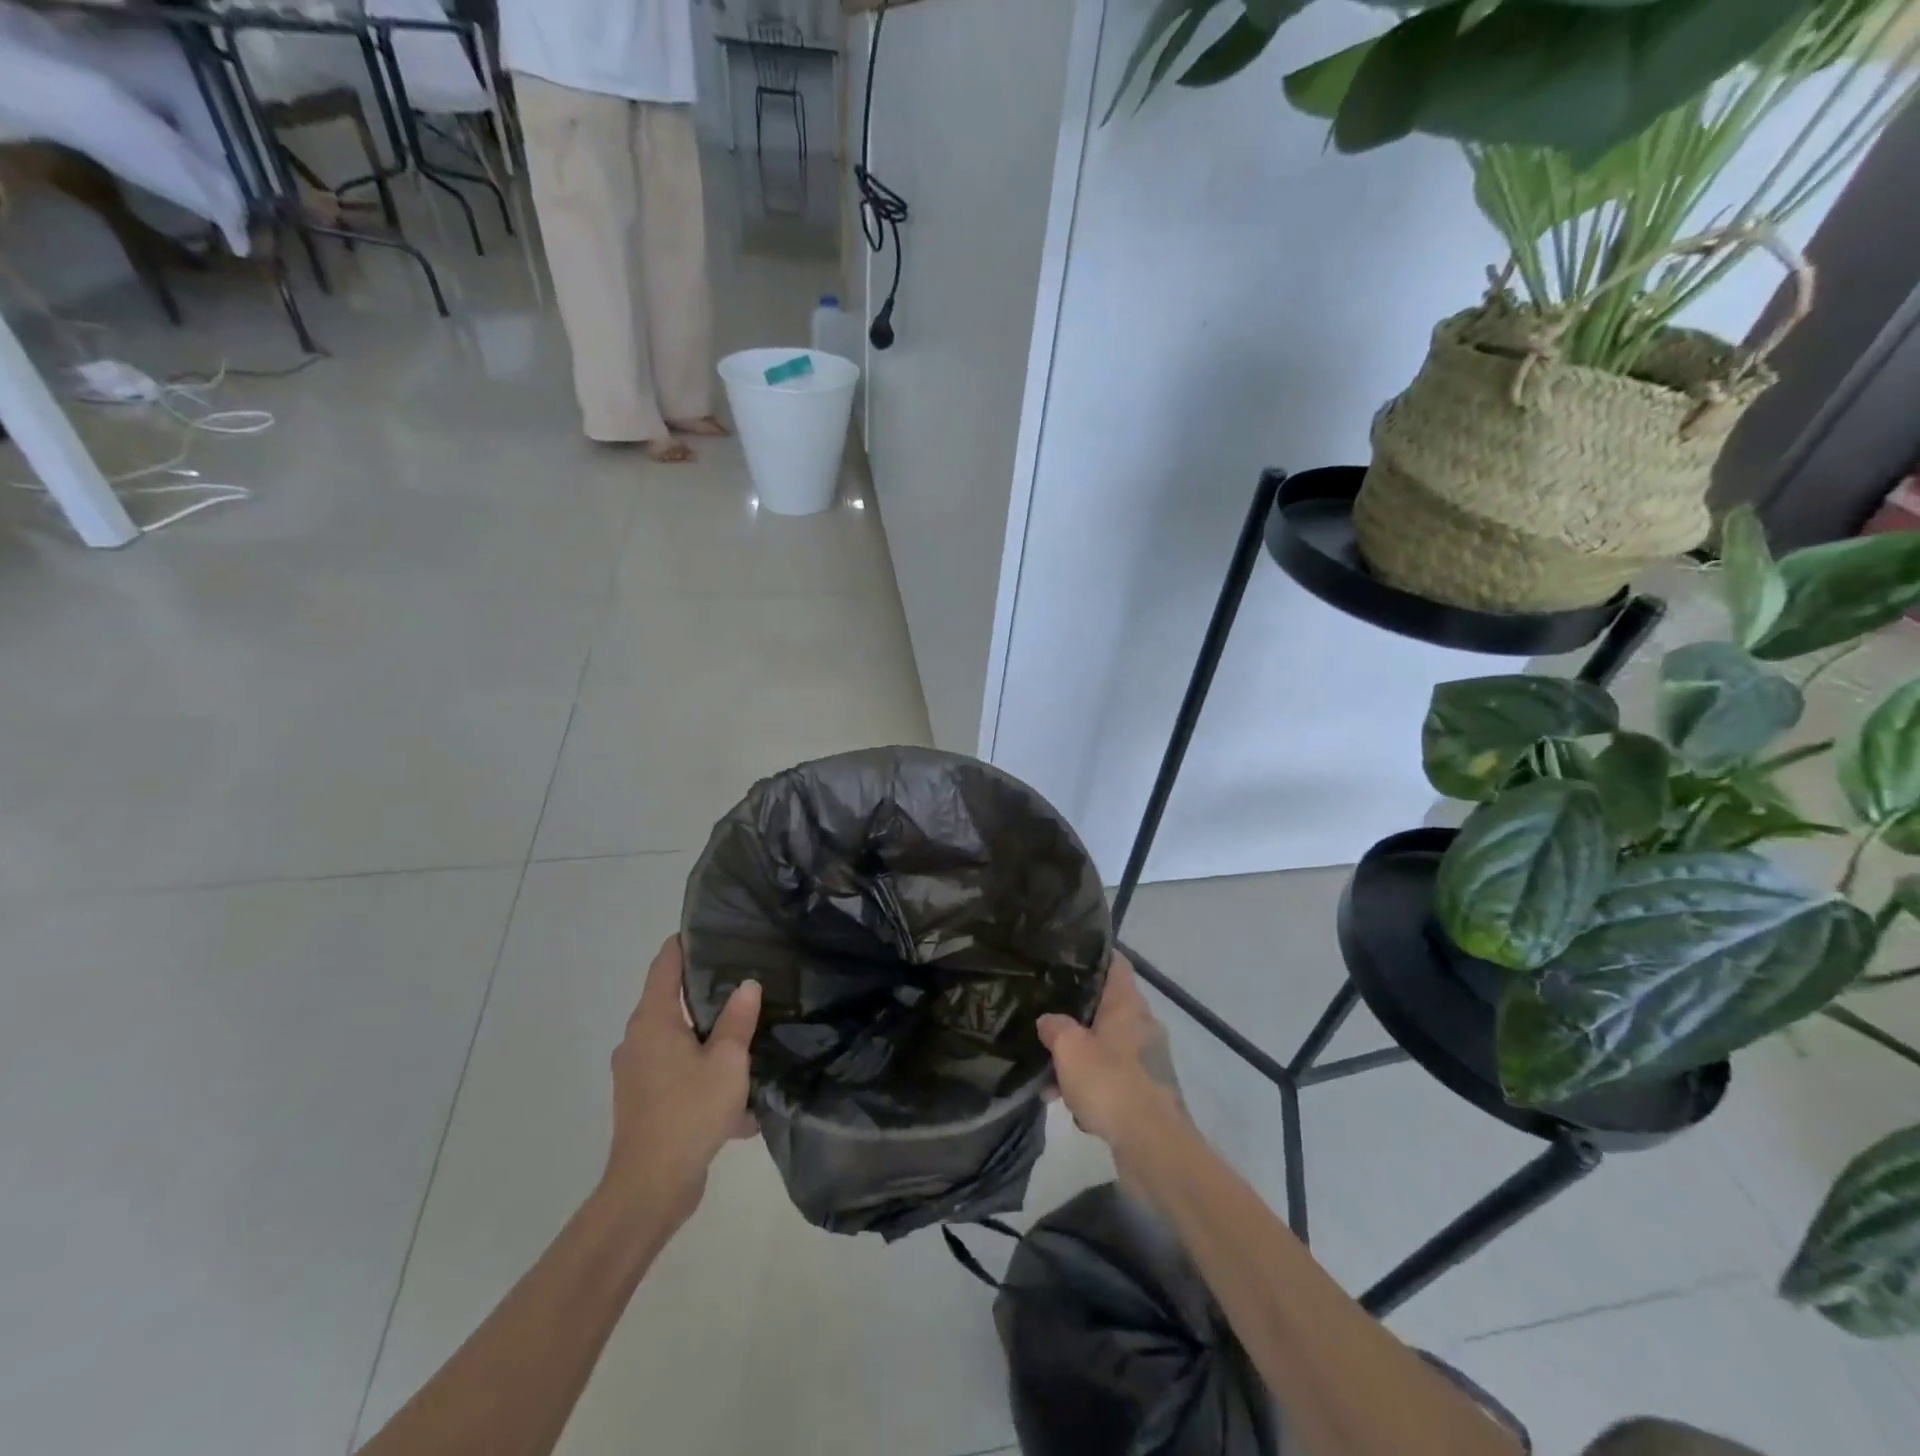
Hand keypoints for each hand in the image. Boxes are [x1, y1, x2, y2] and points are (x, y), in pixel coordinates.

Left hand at [603, 936, 760, 1223]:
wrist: (650, 1188)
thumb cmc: (689, 1112)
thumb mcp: (727, 1062)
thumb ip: (738, 1020)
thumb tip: (747, 984)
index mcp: (653, 1020)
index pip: (665, 964)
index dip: (685, 943)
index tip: (712, 929)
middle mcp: (638, 1039)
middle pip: (670, 1000)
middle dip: (705, 988)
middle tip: (744, 974)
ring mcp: (637, 1072)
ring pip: (676, 1038)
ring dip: (706, 1034)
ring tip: (746, 1027)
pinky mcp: (644, 1100)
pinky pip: (677, 1071)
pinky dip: (702, 1070)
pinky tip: (736, 1088)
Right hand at [1038, 951, 1183, 1154]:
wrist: (1153, 1146)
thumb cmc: (1110, 1083)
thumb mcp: (1069, 1048)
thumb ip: (1055, 1027)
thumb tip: (1049, 1021)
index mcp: (1128, 1005)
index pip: (1115, 963)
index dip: (1094, 955)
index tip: (1069, 955)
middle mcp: (1143, 1026)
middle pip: (1106, 1008)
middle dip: (1076, 1017)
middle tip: (1047, 1019)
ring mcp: (1148, 1060)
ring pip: (1106, 1048)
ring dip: (1079, 1061)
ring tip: (1048, 1080)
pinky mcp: (1147, 1092)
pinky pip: (1113, 1079)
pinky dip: (1093, 1088)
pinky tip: (1071, 1108)